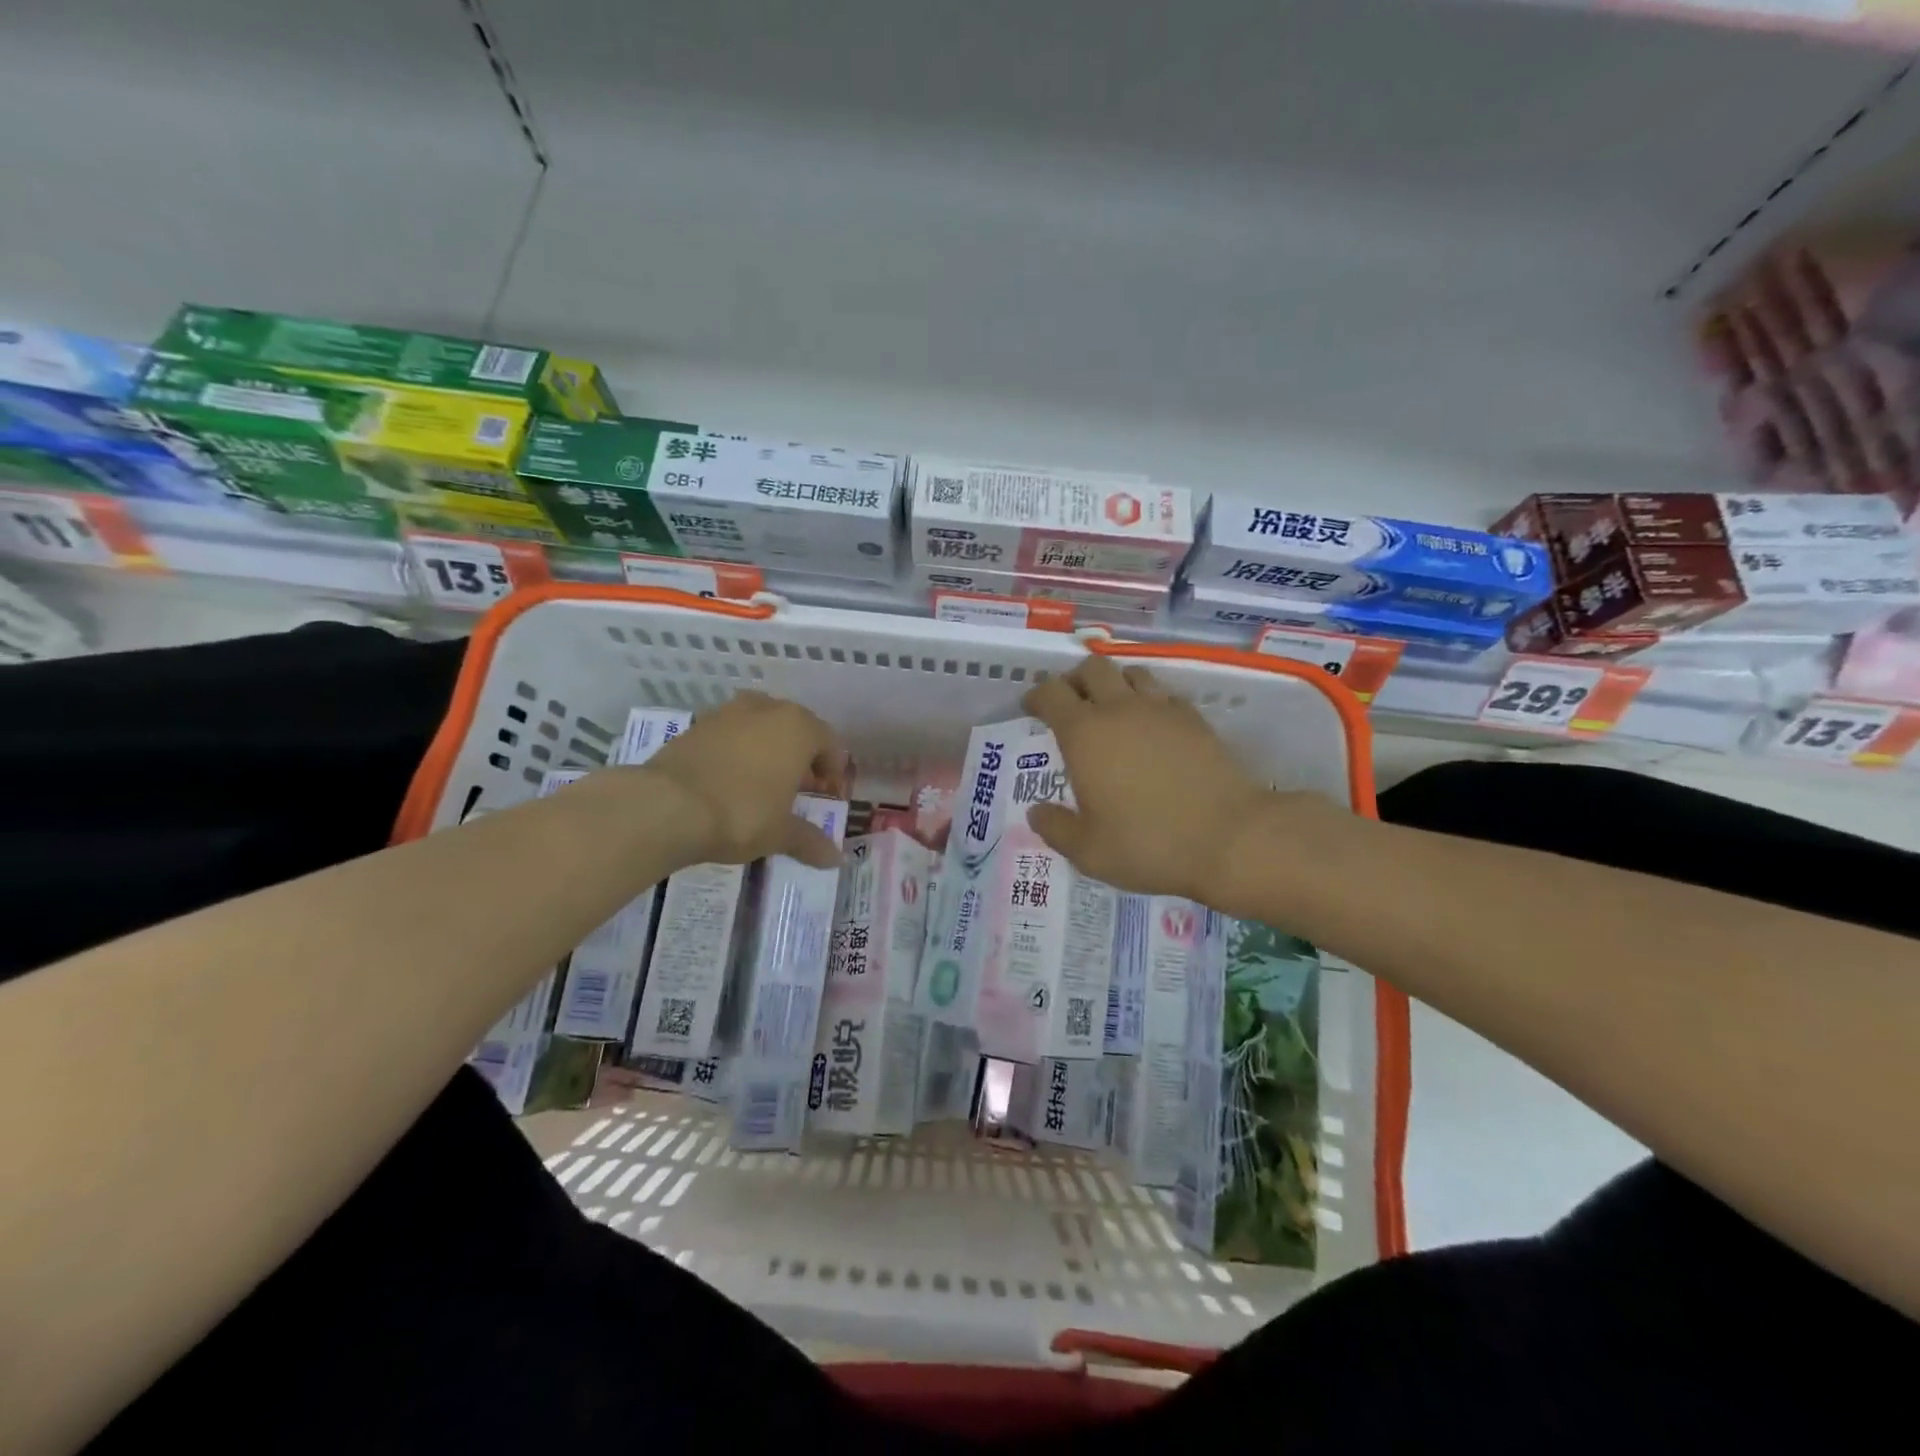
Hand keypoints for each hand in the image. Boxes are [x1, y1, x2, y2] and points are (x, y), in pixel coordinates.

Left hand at [638, 692, 848, 868]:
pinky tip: (730, 781)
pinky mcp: (696, 725)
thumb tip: (835, 859)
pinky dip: (738, 752)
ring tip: (764, 784)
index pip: (830, 744)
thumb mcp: (780, 833)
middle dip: (802, 758)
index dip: (834, 773)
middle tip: (800, 791)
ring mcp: (728, 713)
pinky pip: (730, 735)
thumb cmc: (741, 814)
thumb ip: (810, 841)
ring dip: (769, 750)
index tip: (829, 799)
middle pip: (796, 730)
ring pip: (761, 727)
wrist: (666, 806)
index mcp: (798, 728)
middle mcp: (767, 710)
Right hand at [1021, 656, 1282, 901]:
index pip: (1051, 692)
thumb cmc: (1148, 844)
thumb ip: (1056, 828)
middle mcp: (1120, 709)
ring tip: (1112, 710)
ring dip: (1114, 683)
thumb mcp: (1089, 851)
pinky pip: (1164, 694)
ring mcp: (1161, 710)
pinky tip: (1151, 727)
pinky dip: (1149, 700)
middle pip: (1091, 668)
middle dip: (1074, 680)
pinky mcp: (1194, 719)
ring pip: (1131, 672)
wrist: (1230, 838)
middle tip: (1071, 706)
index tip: (1032, 709)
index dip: (1036, 696)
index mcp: (1084, 734)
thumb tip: (1037, 812)